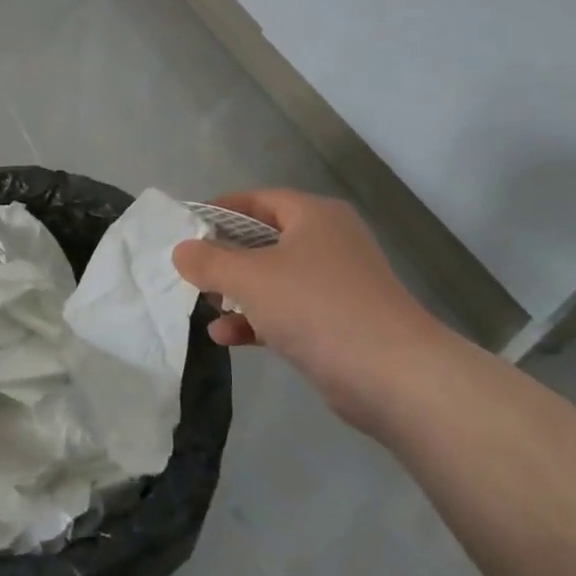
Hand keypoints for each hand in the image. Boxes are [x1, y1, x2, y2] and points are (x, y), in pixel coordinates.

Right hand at [173, 190, 438, 408]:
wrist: (394, 376)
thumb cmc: (317, 307)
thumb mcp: (252, 278)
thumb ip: (210, 262)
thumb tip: (181, 251)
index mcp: (314, 216)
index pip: (259, 199)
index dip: (221, 210)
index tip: (188, 227)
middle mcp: (328, 242)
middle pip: (265, 240)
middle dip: (226, 257)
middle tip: (192, 270)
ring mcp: (336, 285)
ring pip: (275, 279)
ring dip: (239, 292)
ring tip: (205, 306)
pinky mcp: (338, 324)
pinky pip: (287, 312)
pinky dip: (257, 321)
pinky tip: (225, 338)